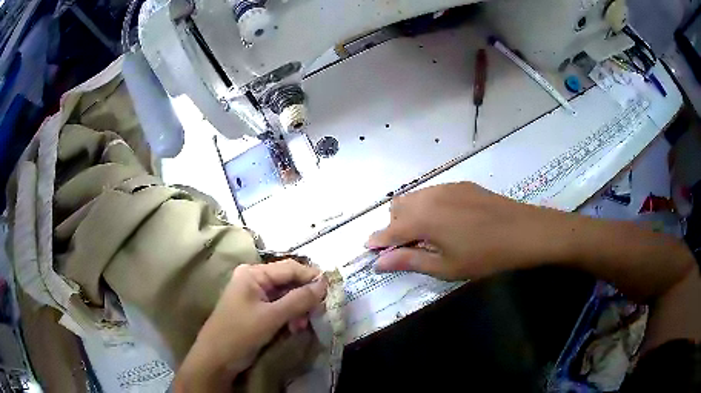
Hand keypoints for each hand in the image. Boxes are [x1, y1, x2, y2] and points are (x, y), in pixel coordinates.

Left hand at [173, 260, 326, 391]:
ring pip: (286, 296)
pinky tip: (294, 327)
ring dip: (298, 309)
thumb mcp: (271, 316)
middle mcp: (254, 280)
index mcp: (253, 273)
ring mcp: (254, 296)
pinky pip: (280, 308)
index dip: (311, 276)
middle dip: (304, 297)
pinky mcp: (257, 311)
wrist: (216, 358)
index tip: (331, 289)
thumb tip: (324, 283)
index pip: (289, 268)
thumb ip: (298, 299)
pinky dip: (290, 316)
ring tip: (302, 324)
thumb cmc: (240, 333)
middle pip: (288, 282)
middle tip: (317, 312)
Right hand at [367, 182, 567, 280]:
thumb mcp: (445, 266)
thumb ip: (409, 261)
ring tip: (428, 234)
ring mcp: (445, 188)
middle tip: (409, 246)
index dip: (377, 241)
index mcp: (421, 220)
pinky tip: (448, 220)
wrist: (522, 231)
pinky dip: (428, 206)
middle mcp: (428, 198)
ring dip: (410, 214)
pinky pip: (432, 192)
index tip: (370, 249)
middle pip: (397, 208)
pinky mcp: (460, 184)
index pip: (388, 231)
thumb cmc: (483, 256)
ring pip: (414, 197)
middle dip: (394, 226)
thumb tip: (378, 263)